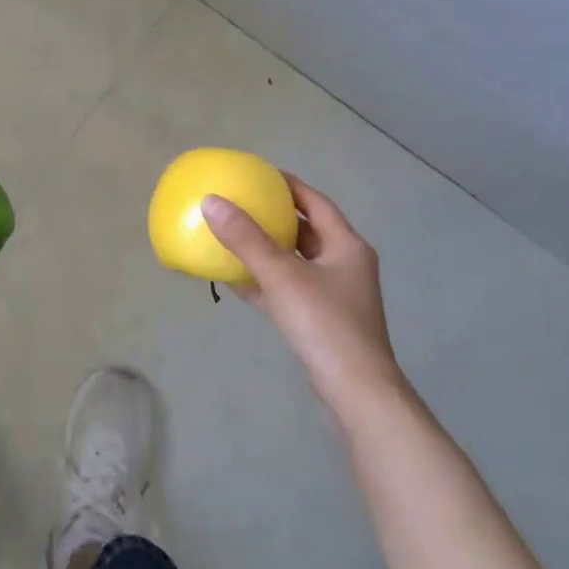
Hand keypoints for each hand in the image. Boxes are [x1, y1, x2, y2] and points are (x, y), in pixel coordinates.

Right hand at [200, 174, 401, 411]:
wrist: (357, 393)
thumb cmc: (325, 325)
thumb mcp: (282, 276)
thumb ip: (246, 239)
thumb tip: (211, 201)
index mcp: (347, 246)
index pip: (315, 203)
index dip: (288, 185)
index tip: (258, 174)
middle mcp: (345, 266)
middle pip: (307, 231)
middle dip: (275, 217)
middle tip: (242, 204)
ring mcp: (335, 296)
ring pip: (296, 262)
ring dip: (268, 250)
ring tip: (234, 236)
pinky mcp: (322, 322)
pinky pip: (289, 290)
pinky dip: (266, 282)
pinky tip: (237, 280)